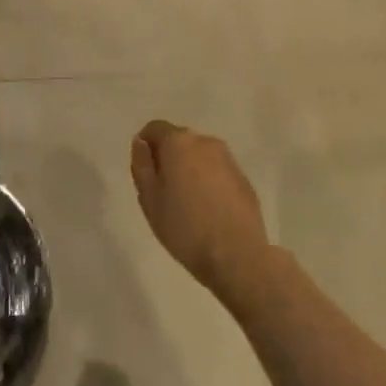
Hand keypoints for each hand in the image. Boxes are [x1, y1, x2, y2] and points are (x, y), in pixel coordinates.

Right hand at [131, 120, 267, 301]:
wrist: (238, 256)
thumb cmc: (185, 227)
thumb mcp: (149, 199)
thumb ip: (141, 165)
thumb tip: (141, 143)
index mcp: (178, 142)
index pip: (154, 128)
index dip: (145, 147)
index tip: (145, 174)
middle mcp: (205, 142)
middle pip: (179, 141)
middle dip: (169, 158)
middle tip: (164, 191)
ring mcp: (228, 160)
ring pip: (200, 156)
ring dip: (190, 170)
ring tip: (188, 203)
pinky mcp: (244, 180)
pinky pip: (218, 172)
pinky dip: (210, 182)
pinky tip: (209, 211)